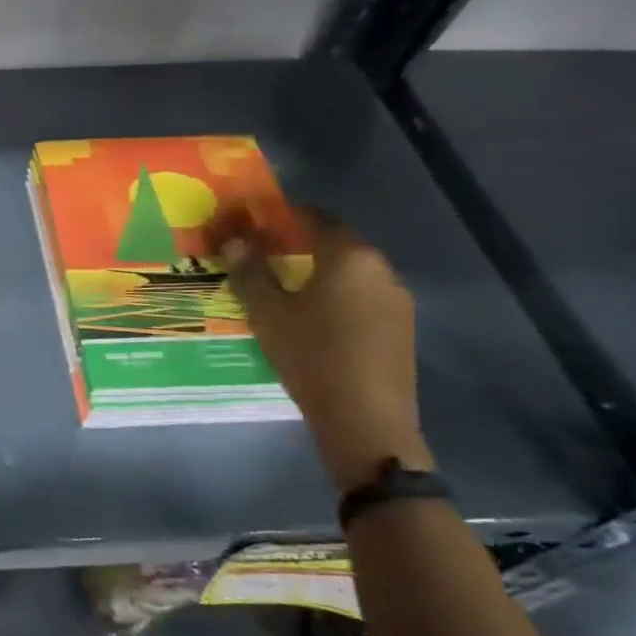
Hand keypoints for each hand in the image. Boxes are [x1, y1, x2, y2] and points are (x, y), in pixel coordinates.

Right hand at [215, 209, 428, 492]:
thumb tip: (234, 240)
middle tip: (263, 253)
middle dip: (299, 242)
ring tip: (285, 286)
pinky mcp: (401, 328)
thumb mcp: (267, 313)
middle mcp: (380, 269)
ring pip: (351, 271)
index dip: (281, 214)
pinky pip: (363, 296)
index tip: (253, 220)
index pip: (313, 217)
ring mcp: (396, 299)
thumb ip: (250, 272)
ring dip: (319, 270)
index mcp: (349, 256)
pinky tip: (314, 317)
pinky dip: (337, 294)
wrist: (367, 421)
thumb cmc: (311, 357)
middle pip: (336, 241)